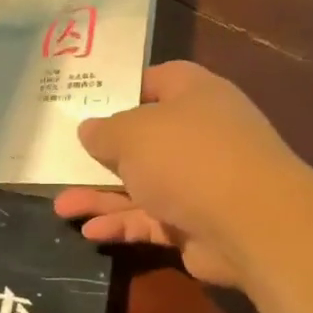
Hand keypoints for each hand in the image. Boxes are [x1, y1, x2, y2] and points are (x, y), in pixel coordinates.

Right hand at [55, 61, 309, 290]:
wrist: (251, 224)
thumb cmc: (187, 157)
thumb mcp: (132, 133)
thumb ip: (104, 131)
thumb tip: (88, 130)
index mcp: (194, 96)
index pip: (157, 80)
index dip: (121, 88)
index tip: (85, 101)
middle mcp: (199, 134)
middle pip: (142, 139)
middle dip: (101, 154)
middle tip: (62, 160)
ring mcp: (199, 181)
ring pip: (140, 185)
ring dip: (101, 196)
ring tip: (61, 206)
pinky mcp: (195, 223)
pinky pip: (149, 219)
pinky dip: (121, 224)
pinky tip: (89, 232)